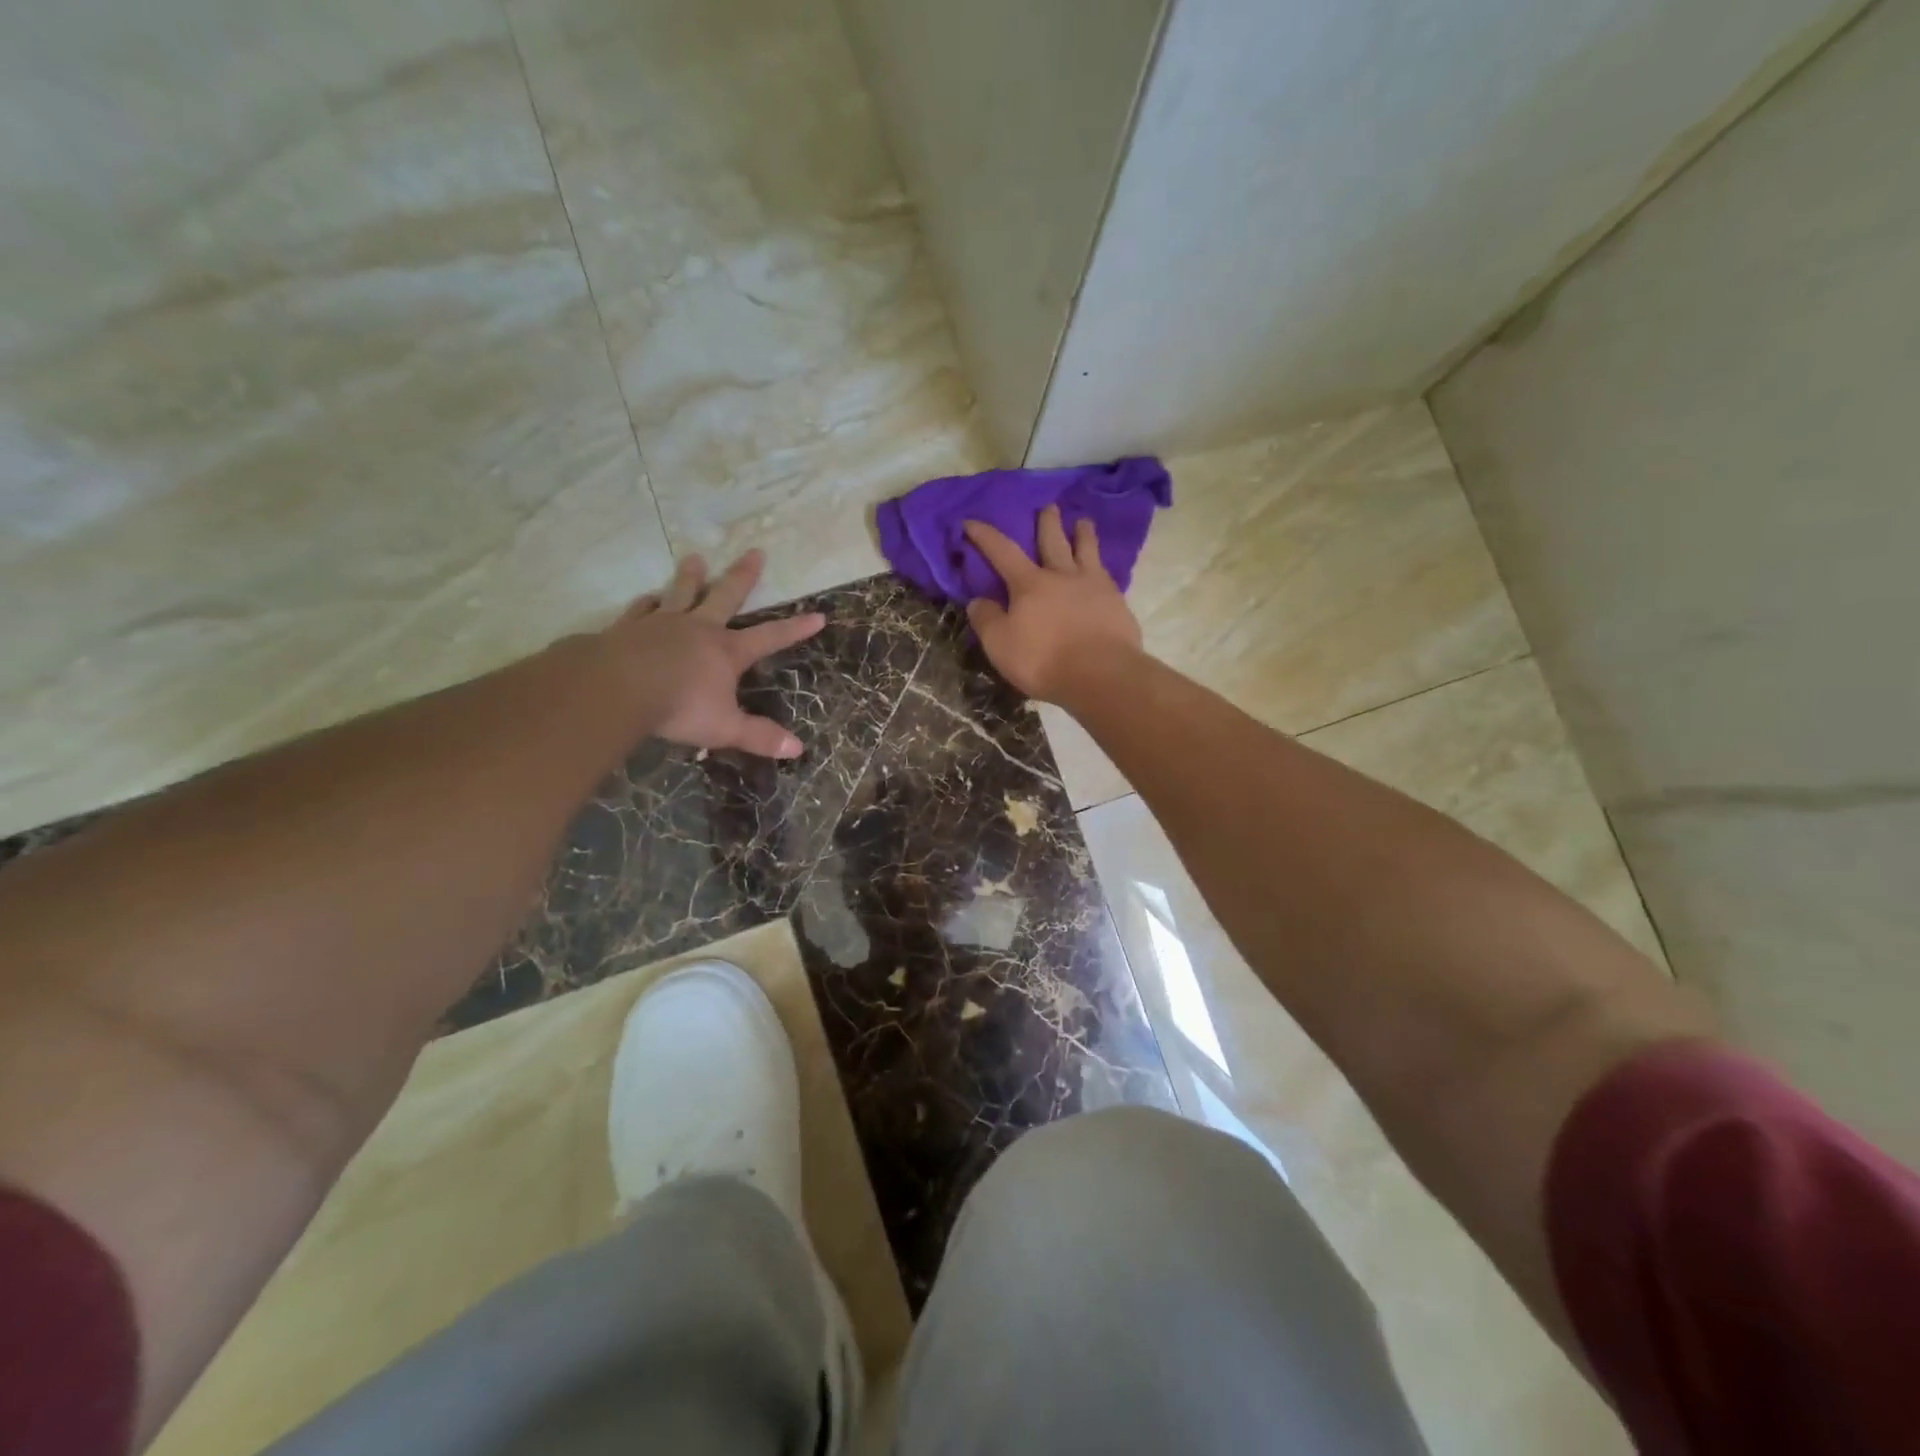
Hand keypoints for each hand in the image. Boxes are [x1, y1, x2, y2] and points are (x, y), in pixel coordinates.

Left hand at [600, 550, 824, 756]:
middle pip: (726, 596)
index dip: (795, 628)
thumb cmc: (679, 707)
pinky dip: (647, 602)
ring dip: (690, 576)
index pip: (770, 637)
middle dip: (743, 576)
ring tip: (695, 558)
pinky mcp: (630, 628)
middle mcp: (699, 629)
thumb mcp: (725, 728)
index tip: (817, 615)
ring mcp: (662, 623)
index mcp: (727, 651)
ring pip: (681, 593)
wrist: (618, 688)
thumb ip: (759, 736)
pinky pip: (642, 609)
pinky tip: (649, 597)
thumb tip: (797, 750)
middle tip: (755, 552)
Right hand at [964, 506, 1143, 702]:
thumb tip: (977, 601)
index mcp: (1029, 584)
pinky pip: (1107, 575)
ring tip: (1083, 522)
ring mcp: (1094, 587)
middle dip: (1047, 523)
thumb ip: (987, 620)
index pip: (1002, 552)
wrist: (1100, 674)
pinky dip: (1102, 566)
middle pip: (1053, 542)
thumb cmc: (1043, 660)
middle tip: (1048, 506)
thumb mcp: (1000, 645)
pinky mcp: (1117, 603)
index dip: (985, 536)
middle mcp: (1062, 576)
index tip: (971, 522)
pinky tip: (1104, 570)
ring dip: (1083, 535)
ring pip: (1086, 551)